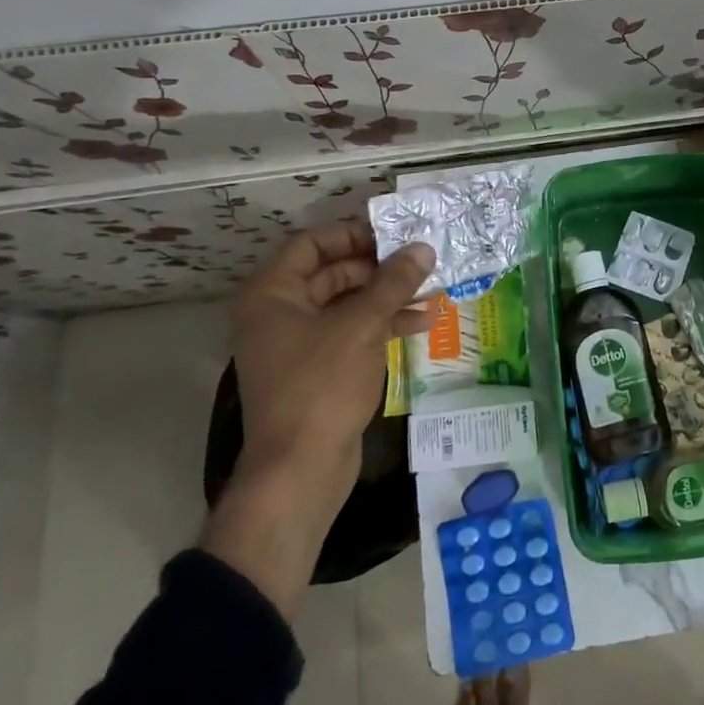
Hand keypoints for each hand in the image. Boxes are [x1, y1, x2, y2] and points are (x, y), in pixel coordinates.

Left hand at [228, 217, 435, 480]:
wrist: (300, 470)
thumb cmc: (322, 385)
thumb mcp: (362, 325)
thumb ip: (394, 282)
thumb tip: (423, 247)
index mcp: (271, 294)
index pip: (311, 244)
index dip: (353, 234)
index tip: (394, 234)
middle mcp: (277, 313)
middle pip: (332, 272)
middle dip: (379, 268)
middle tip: (420, 262)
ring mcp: (297, 344)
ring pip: (346, 304)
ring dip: (387, 297)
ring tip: (432, 291)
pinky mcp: (317, 370)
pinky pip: (350, 333)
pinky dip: (382, 325)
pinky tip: (421, 324)